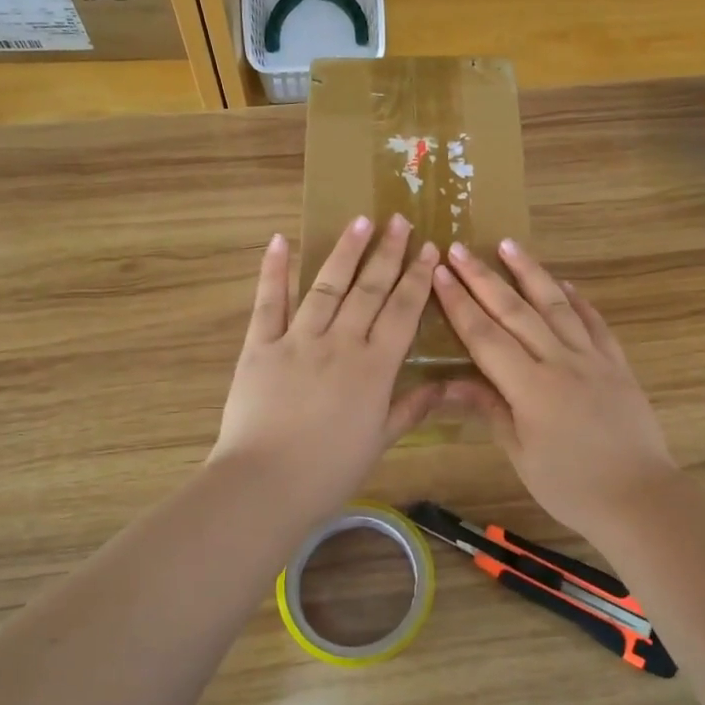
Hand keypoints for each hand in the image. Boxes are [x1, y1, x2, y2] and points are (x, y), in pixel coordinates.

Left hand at [210, 214, 442, 522]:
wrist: (265, 485)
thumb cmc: (329, 471)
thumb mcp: (379, 442)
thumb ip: (411, 409)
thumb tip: (445, 385)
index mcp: (374, 368)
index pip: (403, 312)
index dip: (418, 279)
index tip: (430, 249)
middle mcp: (340, 344)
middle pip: (369, 290)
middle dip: (388, 254)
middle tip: (400, 220)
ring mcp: (297, 340)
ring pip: (327, 286)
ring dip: (345, 251)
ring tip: (360, 220)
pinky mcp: (259, 346)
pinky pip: (268, 302)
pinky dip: (274, 270)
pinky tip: (281, 240)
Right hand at [431, 240, 684, 543]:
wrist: (640, 498)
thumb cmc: (571, 487)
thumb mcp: (520, 453)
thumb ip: (488, 409)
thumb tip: (448, 384)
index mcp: (530, 387)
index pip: (485, 336)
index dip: (459, 303)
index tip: (440, 272)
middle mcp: (560, 361)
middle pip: (516, 311)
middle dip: (483, 278)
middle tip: (460, 249)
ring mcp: (593, 358)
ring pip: (556, 305)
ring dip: (530, 273)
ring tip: (510, 244)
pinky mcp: (617, 364)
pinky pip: (595, 323)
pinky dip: (578, 300)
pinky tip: (564, 284)